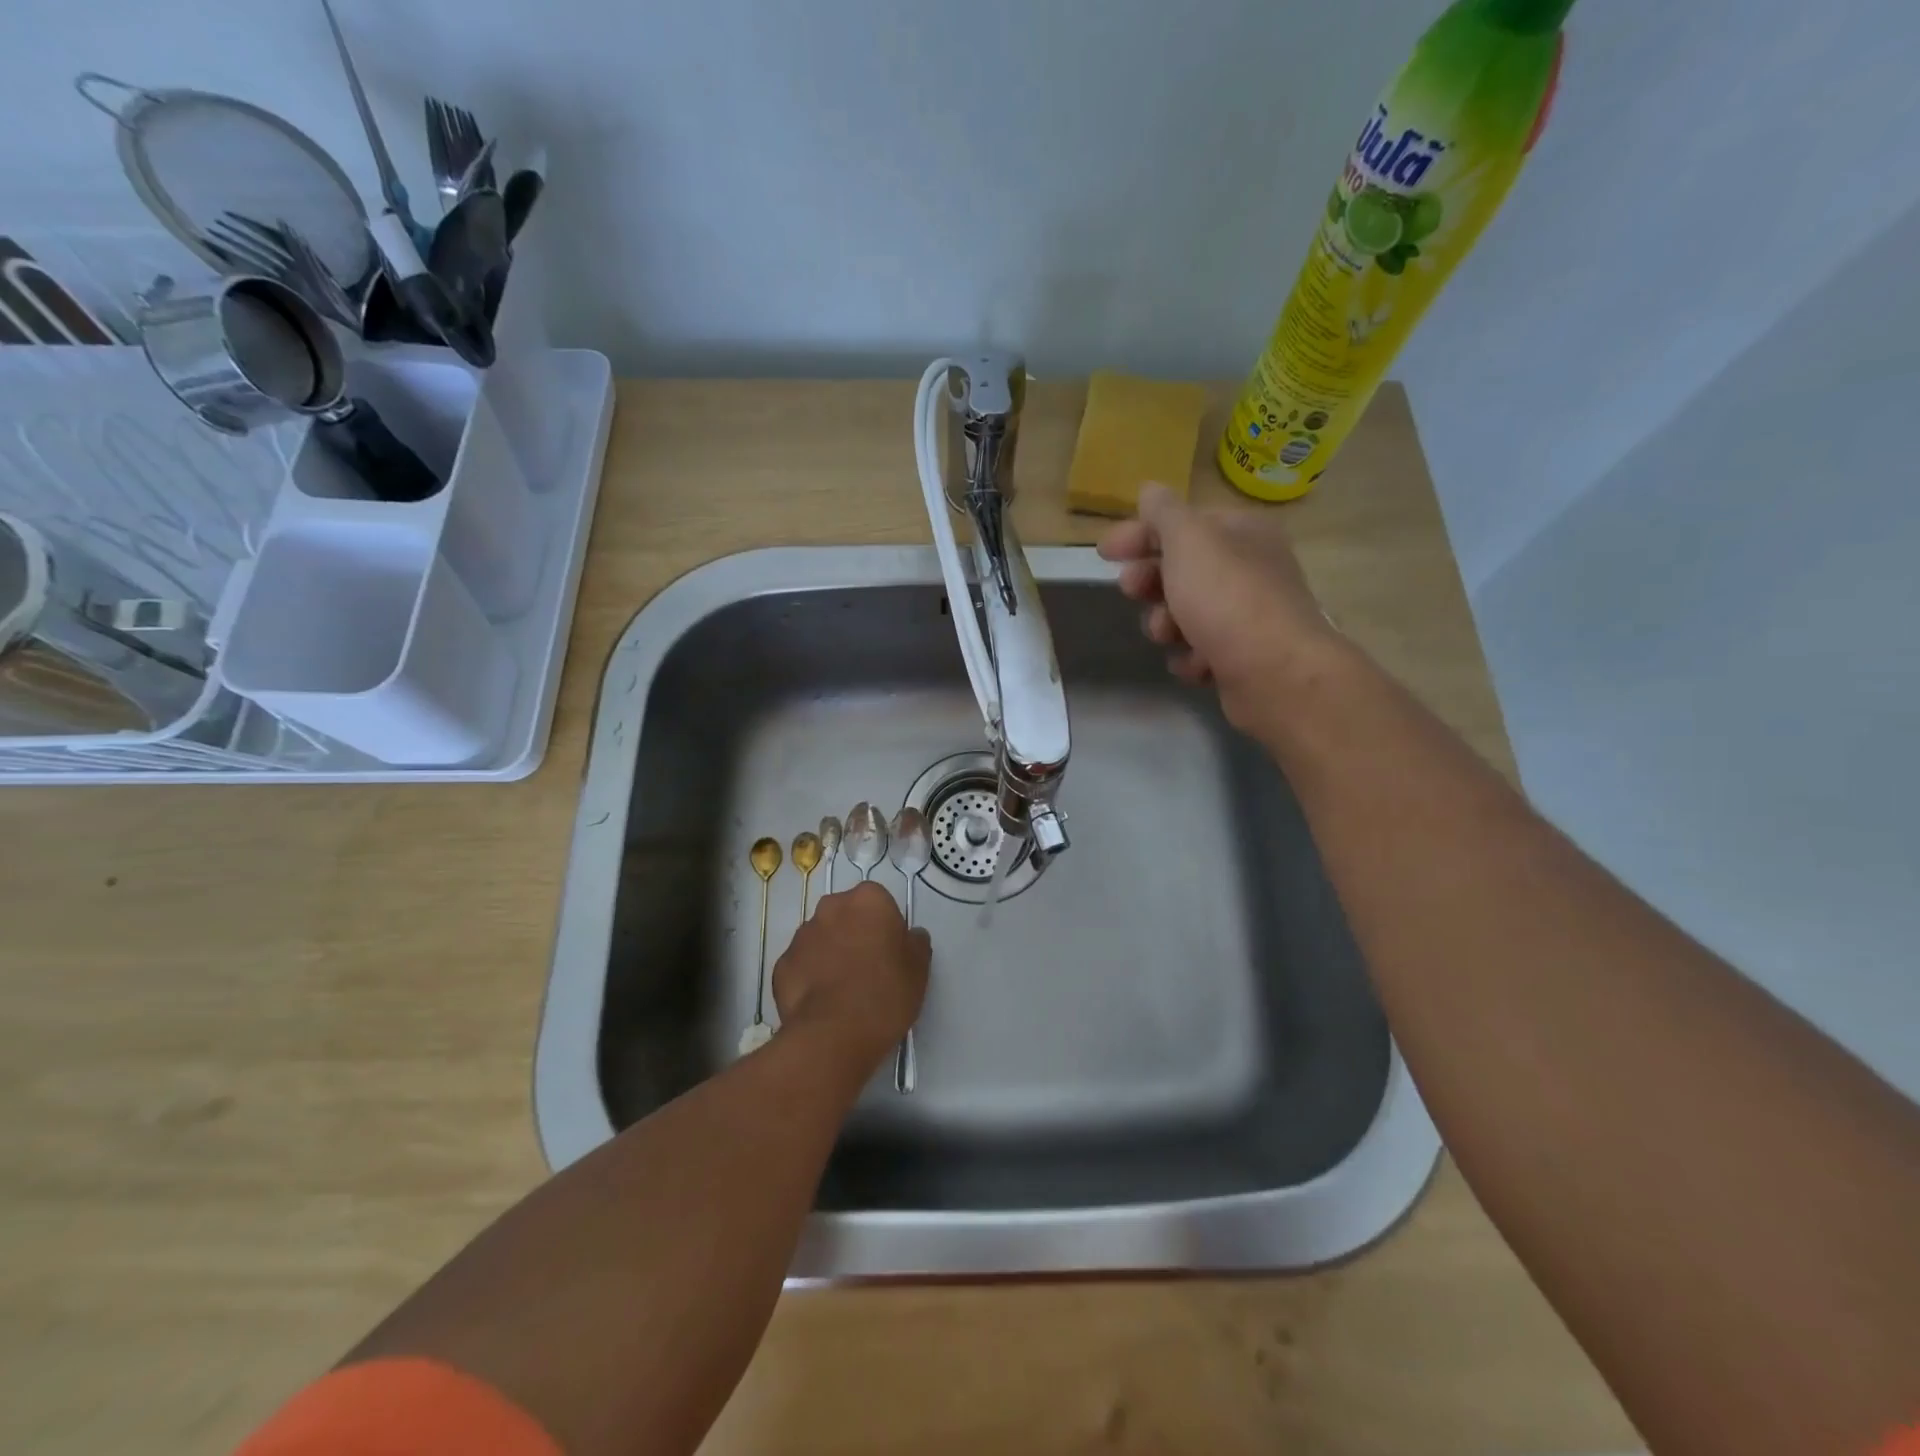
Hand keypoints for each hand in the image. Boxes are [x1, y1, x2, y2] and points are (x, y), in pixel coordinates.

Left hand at [772, 882, 929, 1070]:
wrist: (834, 1033)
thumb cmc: (886, 992)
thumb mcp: (919, 968)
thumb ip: (916, 943)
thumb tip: (911, 936)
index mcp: (867, 900)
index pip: (879, 902)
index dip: (886, 926)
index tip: (891, 952)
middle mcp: (830, 907)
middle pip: (846, 915)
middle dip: (855, 934)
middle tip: (869, 968)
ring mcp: (801, 935)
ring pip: (821, 938)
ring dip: (830, 953)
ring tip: (843, 990)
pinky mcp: (781, 964)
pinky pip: (802, 965)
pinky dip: (810, 977)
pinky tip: (822, 1003)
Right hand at [1098, 482, 1340, 734]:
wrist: (1275, 673)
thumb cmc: (1226, 597)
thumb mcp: (1188, 540)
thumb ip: (1164, 513)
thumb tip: (1151, 490)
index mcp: (1241, 532)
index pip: (1181, 524)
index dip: (1140, 534)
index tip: (1104, 553)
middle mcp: (1249, 568)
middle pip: (1181, 570)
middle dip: (1151, 583)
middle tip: (1134, 591)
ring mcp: (1248, 615)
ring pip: (1186, 614)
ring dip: (1166, 624)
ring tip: (1169, 634)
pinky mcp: (1243, 657)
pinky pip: (1201, 651)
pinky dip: (1192, 656)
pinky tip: (1197, 662)